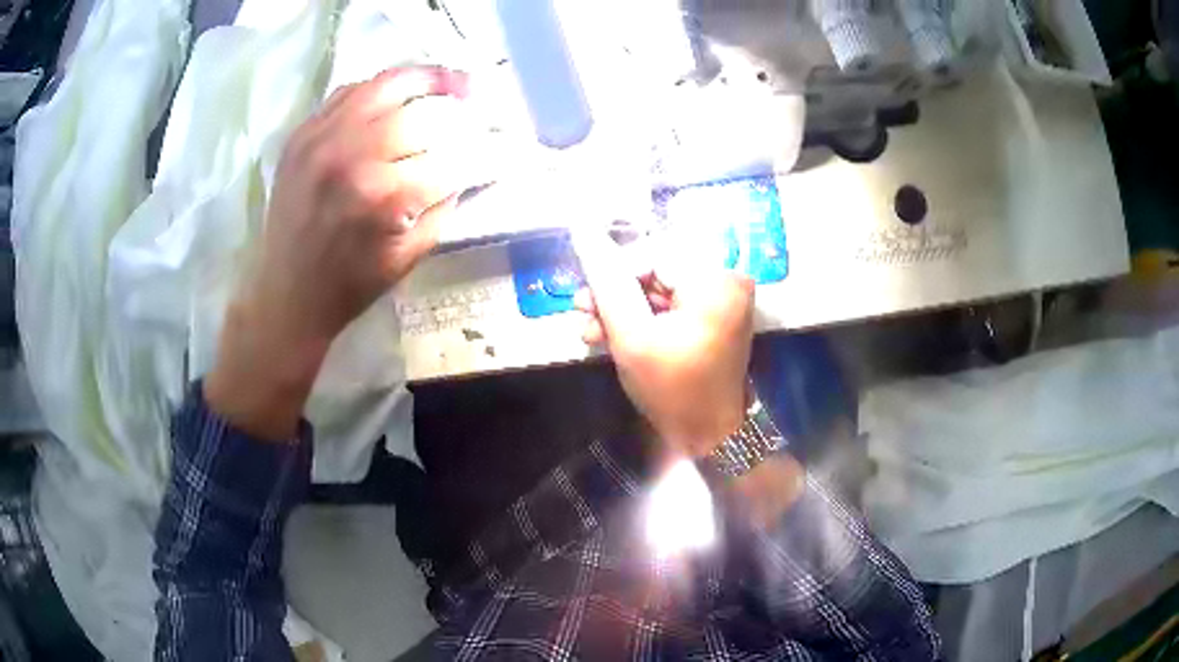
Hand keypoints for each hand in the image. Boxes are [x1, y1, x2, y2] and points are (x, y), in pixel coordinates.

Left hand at [207, 67, 480, 440]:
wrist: (286, 293)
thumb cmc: (351, 285)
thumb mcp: (410, 255)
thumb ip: (445, 205)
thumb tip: (472, 167)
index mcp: (384, 196)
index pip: (453, 156)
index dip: (484, 151)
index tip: (501, 148)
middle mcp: (353, 155)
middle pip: (424, 112)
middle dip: (459, 112)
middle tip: (477, 108)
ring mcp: (322, 138)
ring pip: (387, 85)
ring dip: (427, 80)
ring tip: (450, 82)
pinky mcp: (303, 134)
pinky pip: (350, 91)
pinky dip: (381, 88)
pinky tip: (398, 96)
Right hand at [572, 229, 754, 457]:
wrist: (709, 436)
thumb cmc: (673, 391)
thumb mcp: (631, 337)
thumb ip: (606, 284)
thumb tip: (583, 232)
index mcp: (716, 279)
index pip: (653, 251)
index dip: (614, 271)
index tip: (589, 299)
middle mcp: (726, 278)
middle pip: (656, 266)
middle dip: (615, 291)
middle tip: (582, 310)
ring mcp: (721, 296)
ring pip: (658, 285)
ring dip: (622, 306)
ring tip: (589, 328)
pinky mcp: (713, 313)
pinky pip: (670, 302)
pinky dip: (642, 316)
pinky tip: (609, 334)